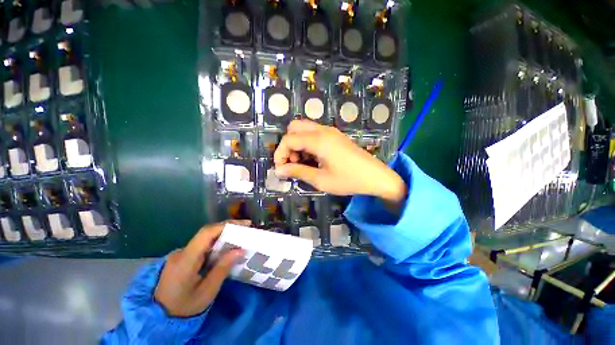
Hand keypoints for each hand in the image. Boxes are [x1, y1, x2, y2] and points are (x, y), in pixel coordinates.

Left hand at [154, 221, 246, 317]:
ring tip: (240, 238)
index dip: (226, 225)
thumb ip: (222, 269)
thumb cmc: (184, 307)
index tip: (245, 225)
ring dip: (223, 236)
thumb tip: (240, 249)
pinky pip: (202, 246)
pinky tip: (226, 249)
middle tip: (247, 229)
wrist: (158, 318)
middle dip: (228, 229)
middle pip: (207, 233)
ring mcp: (180, 254)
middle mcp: (182, 252)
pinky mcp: (182, 258)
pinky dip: (217, 244)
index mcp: (185, 260)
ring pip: (205, 239)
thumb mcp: (206, 292)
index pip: (206, 233)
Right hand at [274, 120, 405, 203]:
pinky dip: (307, 144)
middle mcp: (323, 130)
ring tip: (303, 163)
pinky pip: (314, 134)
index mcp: (318, 140)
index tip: (280, 169)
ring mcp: (330, 132)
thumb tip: (279, 170)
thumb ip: (298, 172)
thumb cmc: (349, 180)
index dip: (280, 153)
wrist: (376, 177)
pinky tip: (313, 159)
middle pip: (294, 127)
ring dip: (298, 144)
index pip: (289, 139)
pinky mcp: (335, 136)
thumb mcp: (321, 180)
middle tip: (293, 163)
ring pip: (304, 129)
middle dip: (288, 145)